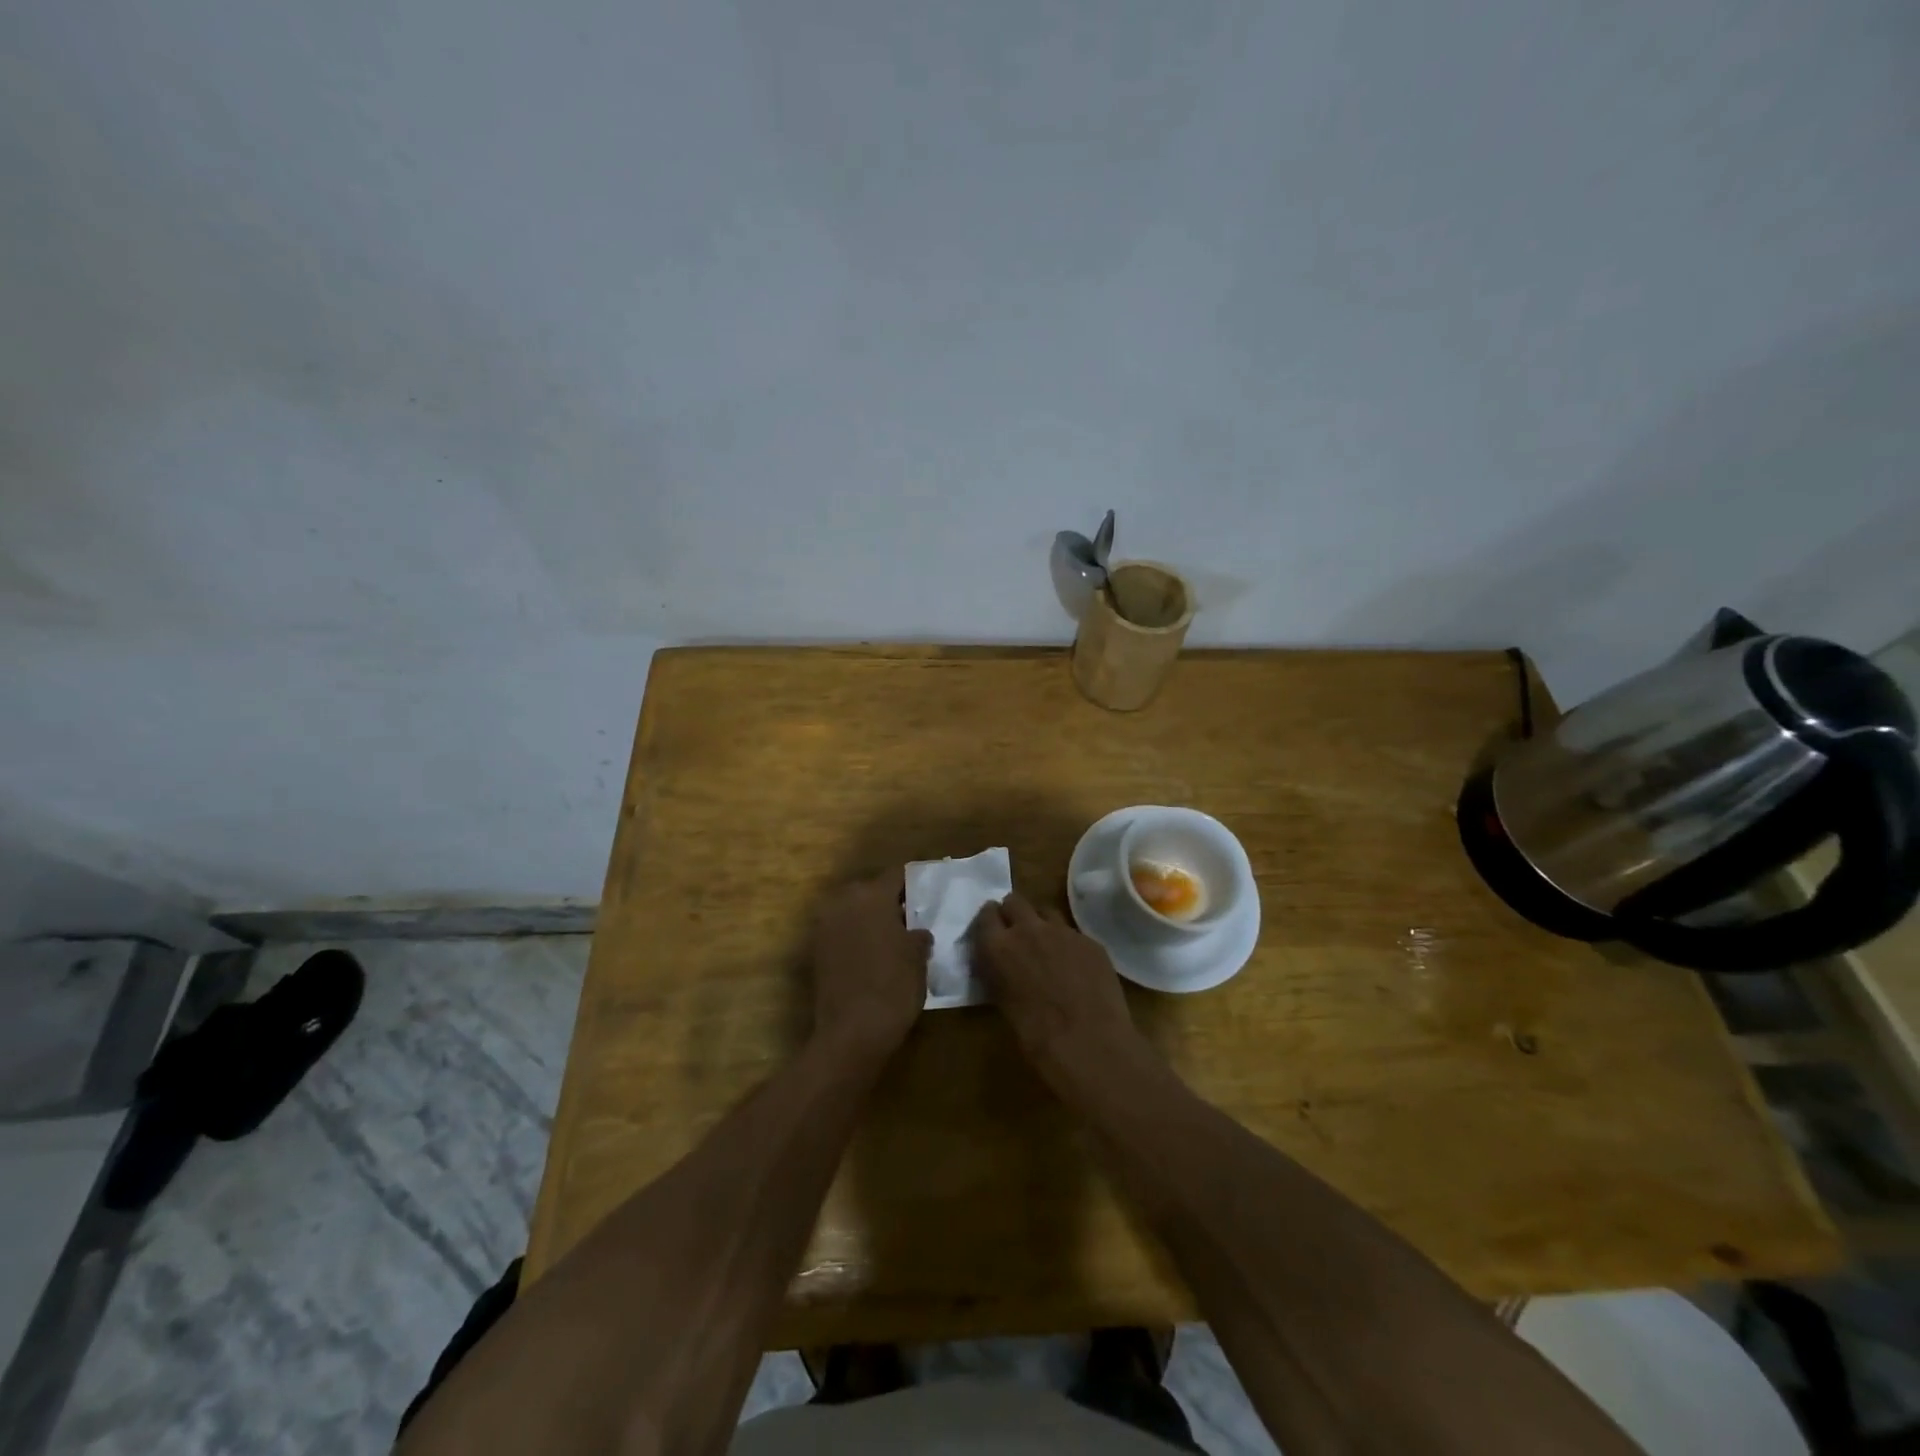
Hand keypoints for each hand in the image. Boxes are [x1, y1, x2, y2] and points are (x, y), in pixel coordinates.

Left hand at [810, 870, 932, 1062]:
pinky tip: (872, 955)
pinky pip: (841, 932)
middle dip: (888, 900)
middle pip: (870, 890)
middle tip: (910, 917)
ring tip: (892, 938)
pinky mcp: (816, 951)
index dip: (913, 882)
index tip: (926, 893)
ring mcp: (825, 926)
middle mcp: (844, 902)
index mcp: (872, 896)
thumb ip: (918, 934)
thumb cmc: (893, 986)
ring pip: (853, 911)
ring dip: (869, 919)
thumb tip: (916, 931)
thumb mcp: (918, 957)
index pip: (896, 875)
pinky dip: (855, 937)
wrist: (852, 1032)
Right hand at [971, 893, 1143, 1080]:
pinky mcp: (1090, 940)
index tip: (992, 930)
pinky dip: (1069, 944)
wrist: (1089, 1043)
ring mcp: (1063, 931)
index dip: (989, 920)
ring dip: (1042, 924)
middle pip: (1015, 901)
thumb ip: (999, 972)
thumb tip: (1001, 963)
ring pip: (1046, 912)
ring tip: (1048, 948)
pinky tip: (1076, 968)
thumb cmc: (1037, 1036)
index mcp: (999, 946)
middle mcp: (1028, 929)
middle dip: (1014, 913)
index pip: (986, 914)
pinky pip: (1074, 933)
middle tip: (1018, 934)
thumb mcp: (1003, 1002)